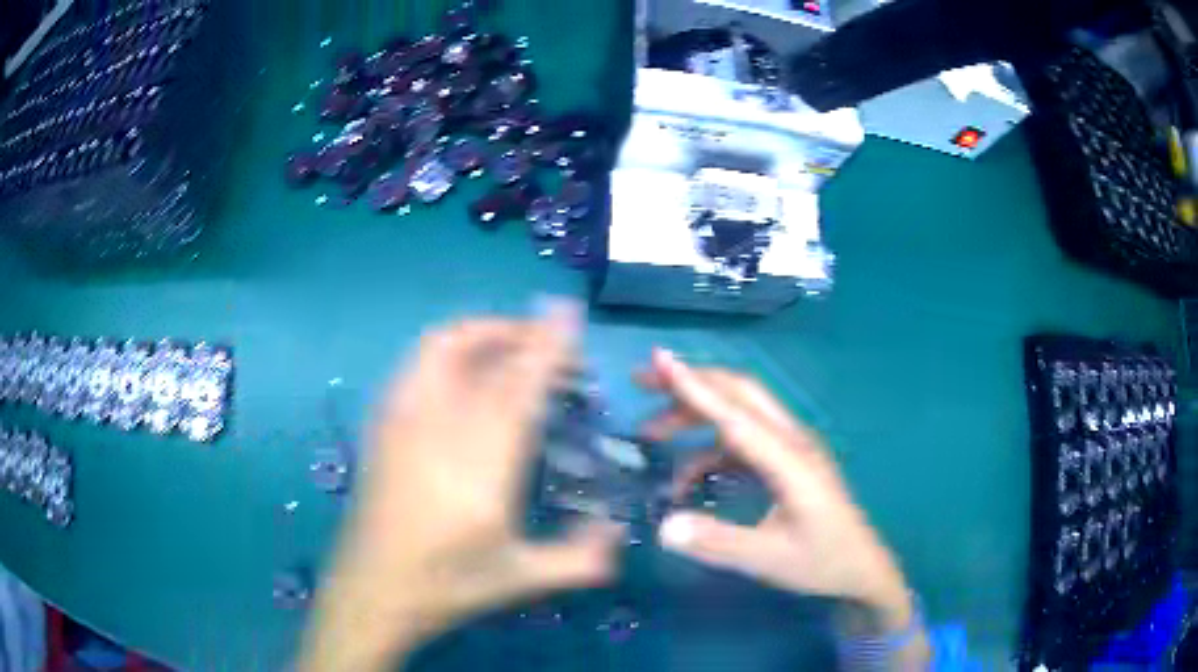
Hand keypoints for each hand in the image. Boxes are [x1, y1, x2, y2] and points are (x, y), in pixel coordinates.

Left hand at [300, 304, 623, 671]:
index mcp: (479, 469)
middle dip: (519, 332)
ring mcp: (402, 422)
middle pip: (478, 353)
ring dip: (481, 333)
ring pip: (439, 348)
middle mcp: (437, 431)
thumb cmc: (446, 586)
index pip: (517, 388)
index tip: (568, 316)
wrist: (371, 590)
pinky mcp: (382, 424)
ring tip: (512, 345)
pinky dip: (449, 349)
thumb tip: (618, 530)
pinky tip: (465, 370)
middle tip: (552, 340)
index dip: (545, 345)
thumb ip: (581, 558)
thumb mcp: (521, 578)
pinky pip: (417, 365)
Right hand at [639, 349, 927, 663]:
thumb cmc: (821, 562)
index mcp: (790, 459)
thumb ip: (717, 542)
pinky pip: (744, 440)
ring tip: (651, 434)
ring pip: (739, 413)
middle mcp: (791, 441)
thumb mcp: (768, 559)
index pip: (735, 414)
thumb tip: (663, 526)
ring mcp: (792, 448)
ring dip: (695, 416)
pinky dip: (710, 448)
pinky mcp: (788, 461)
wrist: (861, 568)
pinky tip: (687, 476)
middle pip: (738, 394)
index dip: (695, 387)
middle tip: (641, 382)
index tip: (660, 358)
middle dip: (690, 383)